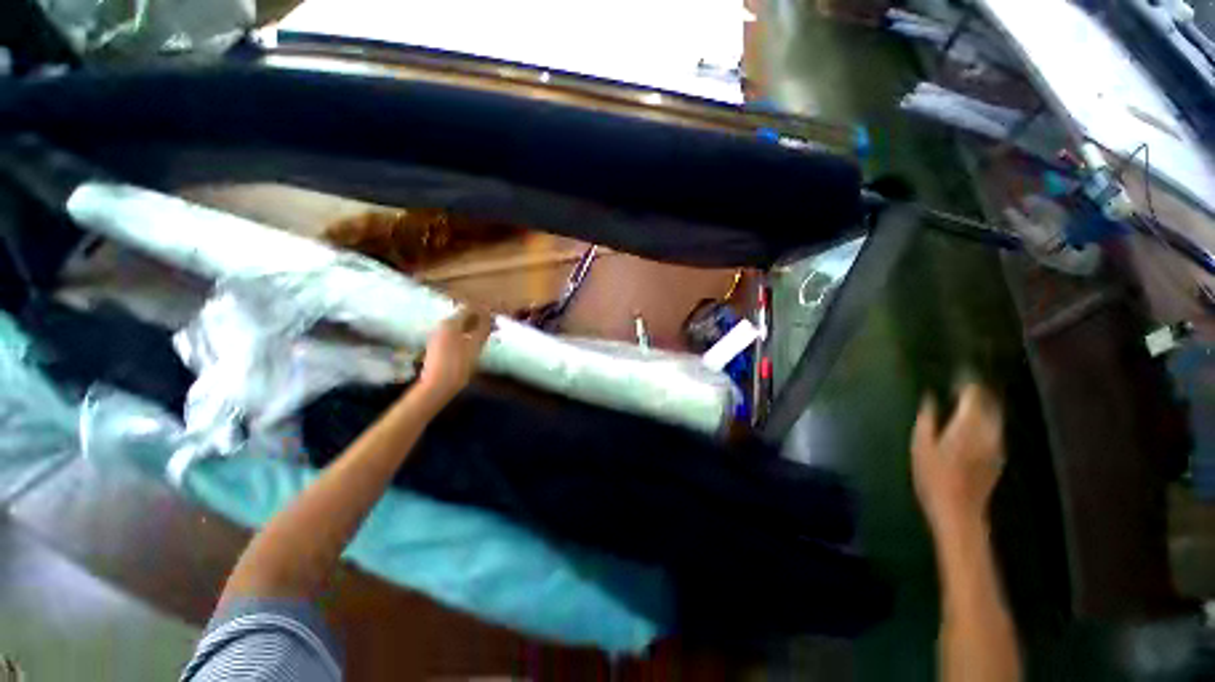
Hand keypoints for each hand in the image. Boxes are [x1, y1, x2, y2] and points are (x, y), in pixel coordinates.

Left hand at [416, 308, 491, 404]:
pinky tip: (474, 345)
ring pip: (459, 326)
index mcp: (451, 323)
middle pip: (463, 316)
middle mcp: (442, 326)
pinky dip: (466, 336)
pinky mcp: (437, 347)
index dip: (483, 310)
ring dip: (473, 328)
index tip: (495, 316)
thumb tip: (489, 316)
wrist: (437, 386)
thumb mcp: (475, 345)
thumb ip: (483, 329)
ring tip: (486, 336)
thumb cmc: (458, 364)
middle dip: (478, 320)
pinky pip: (455, 335)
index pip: (469, 308)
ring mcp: (438, 336)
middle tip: (493, 327)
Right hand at [912, 383, 1004, 535]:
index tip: (955, 375)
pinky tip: (970, 424)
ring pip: (994, 416)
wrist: (959, 511)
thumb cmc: (933, 477)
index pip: (974, 394)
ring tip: (963, 402)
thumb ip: (928, 418)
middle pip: (990, 403)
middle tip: (959, 385)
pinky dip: (984, 420)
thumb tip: (930, 398)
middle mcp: (989, 431)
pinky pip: (994, 429)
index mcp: (969, 425)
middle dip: (977, 391)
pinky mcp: (998, 456)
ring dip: (982, 406)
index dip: (966, 382)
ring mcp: (997, 445)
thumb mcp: (921, 445)